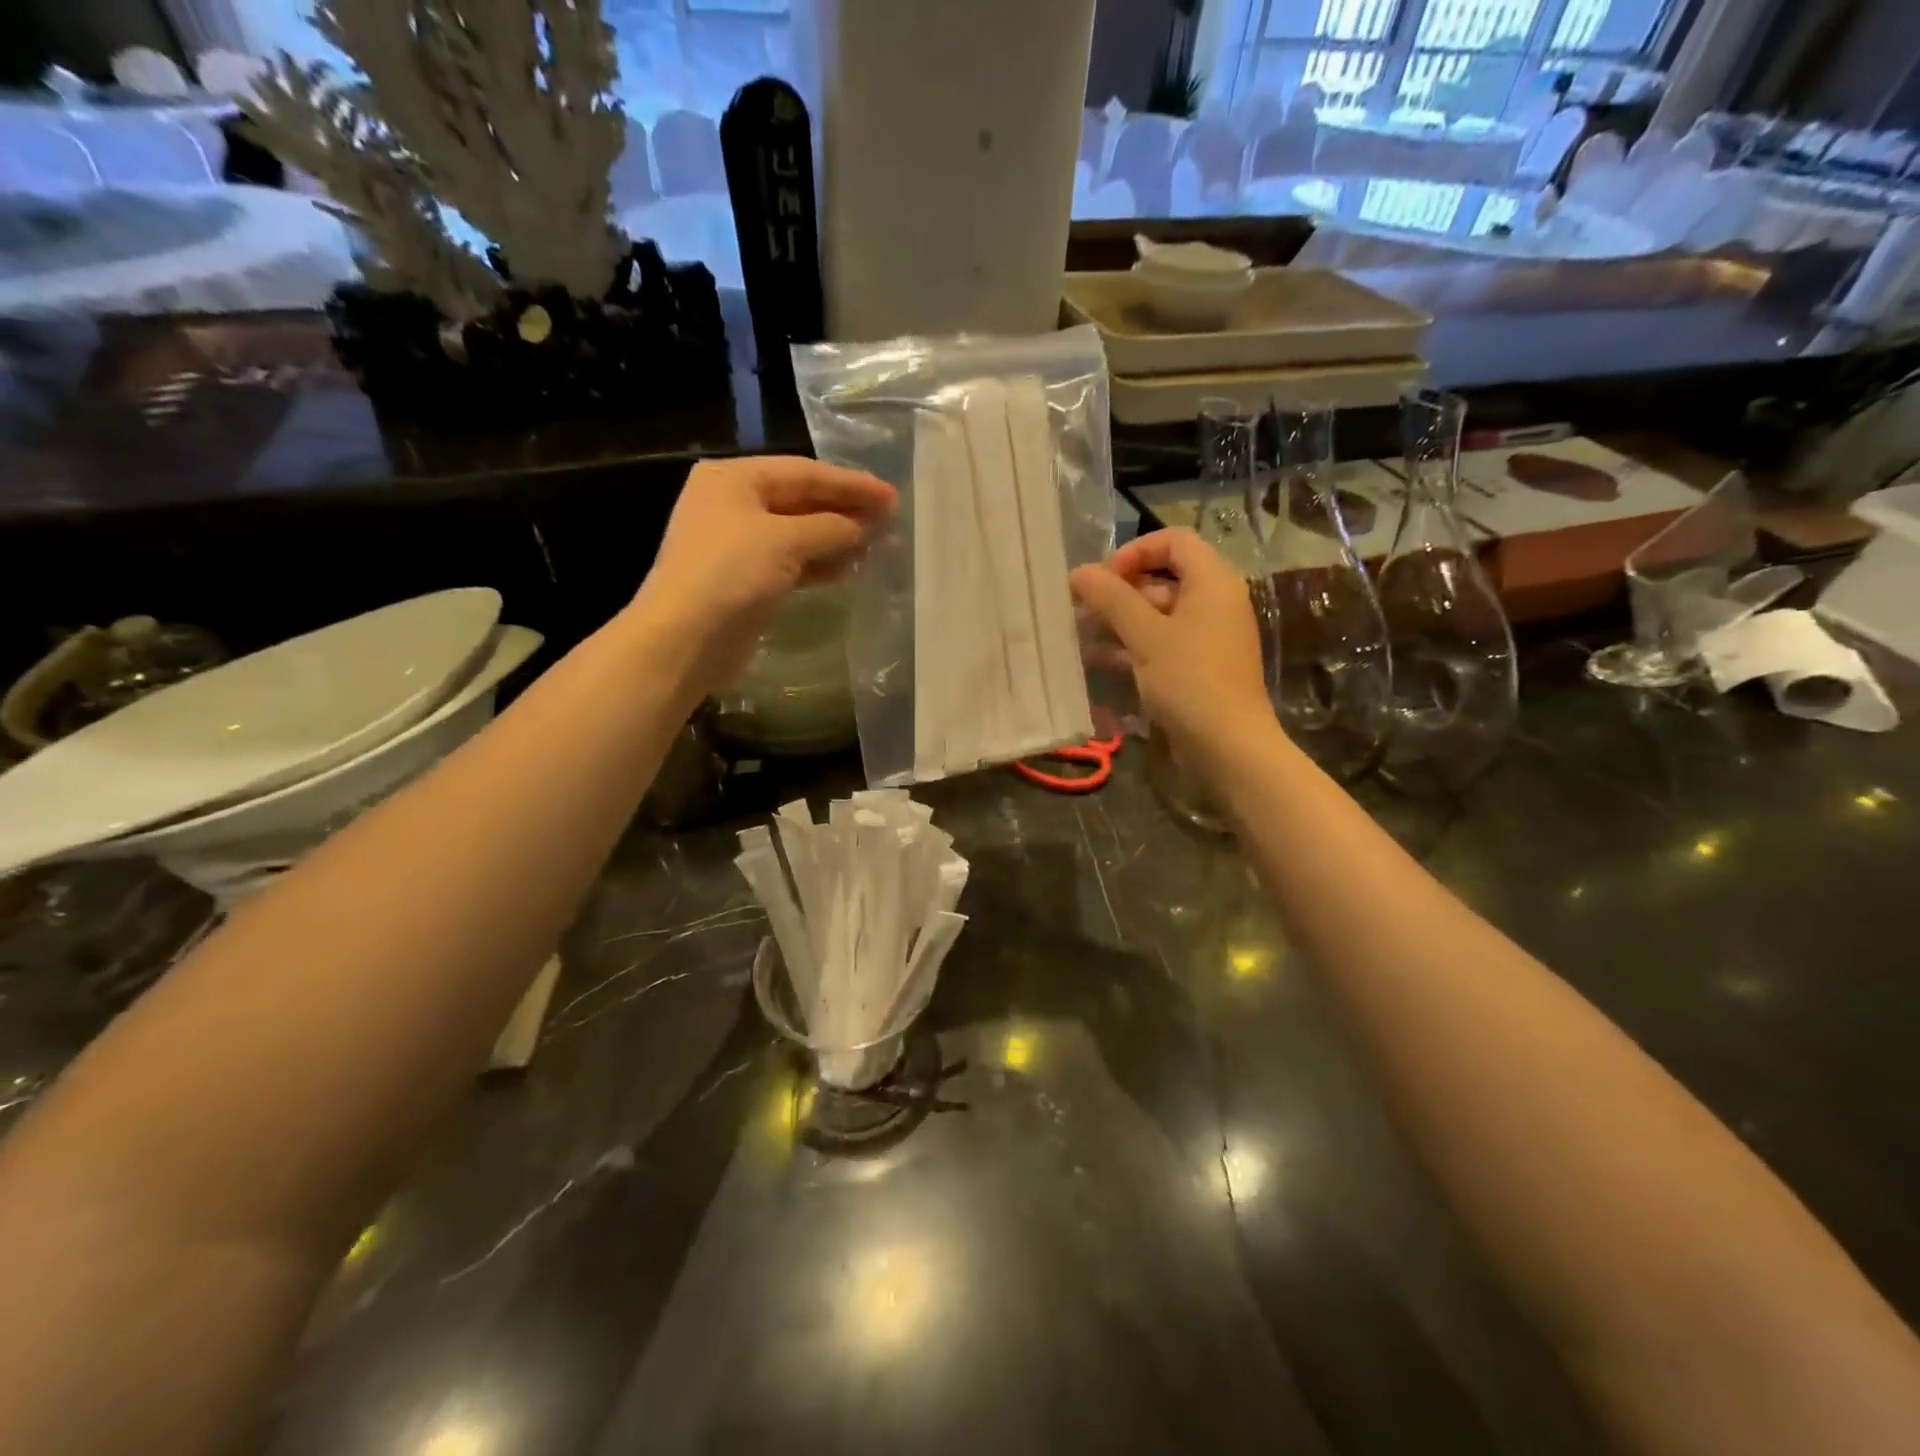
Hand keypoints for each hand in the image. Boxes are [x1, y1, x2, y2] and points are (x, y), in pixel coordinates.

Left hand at [630, 456, 895, 694]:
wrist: (685, 638)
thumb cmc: (731, 573)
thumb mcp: (785, 540)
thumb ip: (832, 527)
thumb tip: (866, 526)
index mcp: (734, 478)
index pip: (804, 472)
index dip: (851, 484)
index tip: (892, 497)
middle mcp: (734, 504)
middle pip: (802, 501)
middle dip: (847, 511)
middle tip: (892, 520)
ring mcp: (738, 544)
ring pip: (800, 534)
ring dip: (839, 539)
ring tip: (882, 545)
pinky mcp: (746, 580)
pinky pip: (792, 562)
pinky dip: (821, 563)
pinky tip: (851, 567)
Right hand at [1069, 528, 1274, 766]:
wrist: (1228, 746)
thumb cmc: (1190, 680)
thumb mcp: (1146, 636)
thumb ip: (1112, 599)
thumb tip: (1080, 571)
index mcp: (1212, 582)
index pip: (1173, 541)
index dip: (1134, 552)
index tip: (1103, 579)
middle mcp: (1214, 602)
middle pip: (1163, 578)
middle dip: (1119, 592)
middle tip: (1080, 610)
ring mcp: (1207, 637)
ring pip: (1158, 615)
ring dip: (1119, 622)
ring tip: (1080, 636)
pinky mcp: (1198, 667)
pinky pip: (1162, 644)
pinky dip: (1132, 647)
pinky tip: (1097, 662)